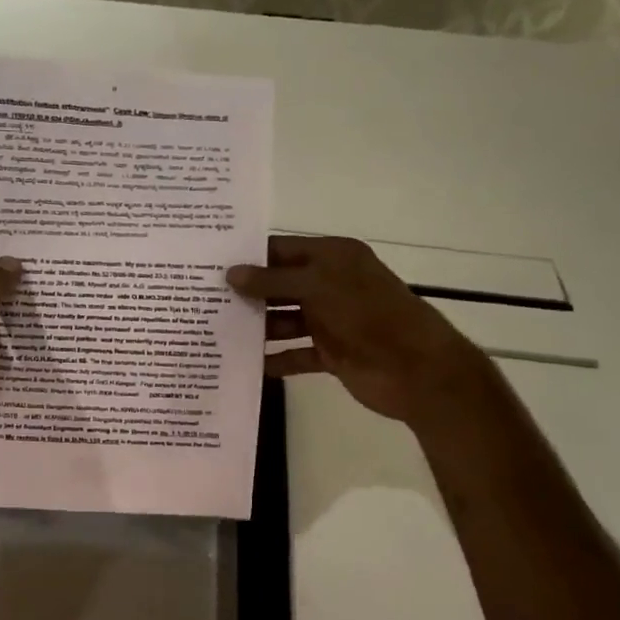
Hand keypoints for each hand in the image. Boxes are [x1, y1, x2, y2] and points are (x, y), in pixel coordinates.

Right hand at [228, 235, 486, 425]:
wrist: (416, 369)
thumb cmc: (367, 314)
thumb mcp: (317, 287)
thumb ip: (272, 281)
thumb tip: (231, 274)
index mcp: (333, 258)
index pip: (282, 250)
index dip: (249, 256)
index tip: (210, 264)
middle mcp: (330, 285)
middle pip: (280, 285)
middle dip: (247, 293)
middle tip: (203, 299)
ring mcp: (331, 320)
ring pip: (284, 320)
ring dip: (257, 327)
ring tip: (216, 331)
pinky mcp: (331, 353)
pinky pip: (295, 353)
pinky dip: (274, 358)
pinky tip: (246, 364)